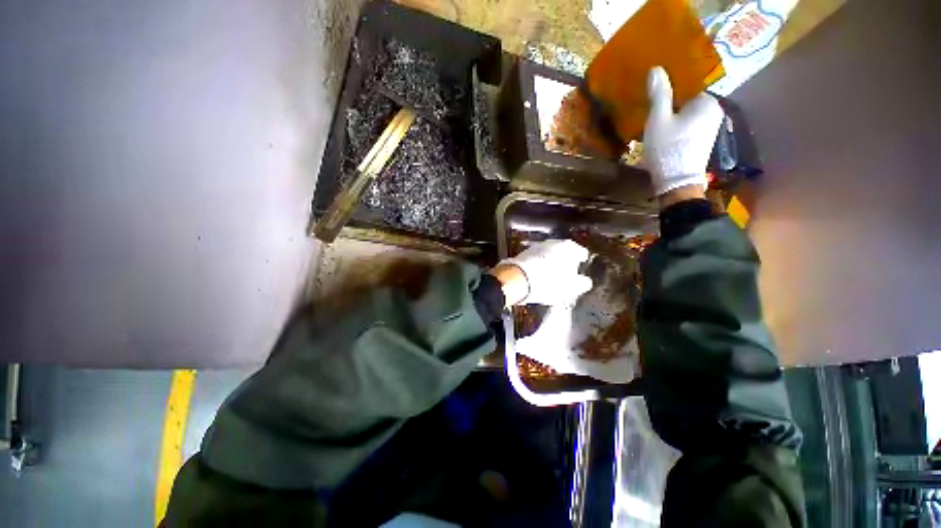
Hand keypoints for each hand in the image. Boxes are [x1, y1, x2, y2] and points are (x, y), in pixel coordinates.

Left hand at [496, 239, 592, 305]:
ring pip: (548, 254)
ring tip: (551, 275)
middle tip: (567, 272)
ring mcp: (536, 246)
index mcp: (568, 248)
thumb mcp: (570, 288)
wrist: (517, 280)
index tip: (581, 266)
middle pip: (563, 251)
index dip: (581, 260)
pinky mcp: (523, 253)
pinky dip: (539, 264)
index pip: (580, 252)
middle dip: (565, 260)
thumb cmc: (548, 283)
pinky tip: (538, 274)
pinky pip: (536, 259)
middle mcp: (552, 243)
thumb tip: (585, 281)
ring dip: (551, 262)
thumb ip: (581, 283)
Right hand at [643, 66, 723, 195]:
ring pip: (689, 114)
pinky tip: (666, 134)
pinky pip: (691, 125)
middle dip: (673, 102)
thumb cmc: (668, 148)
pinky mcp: (705, 140)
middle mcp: (715, 110)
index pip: (689, 85)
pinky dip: (679, 126)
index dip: (671, 88)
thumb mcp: (658, 119)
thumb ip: (659, 94)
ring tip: (657, 121)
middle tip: (653, 109)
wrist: (677, 182)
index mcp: (707, 101)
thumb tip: (656, 69)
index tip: (655, 94)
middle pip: (689, 100)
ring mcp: (712, 127)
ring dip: (675, 115)